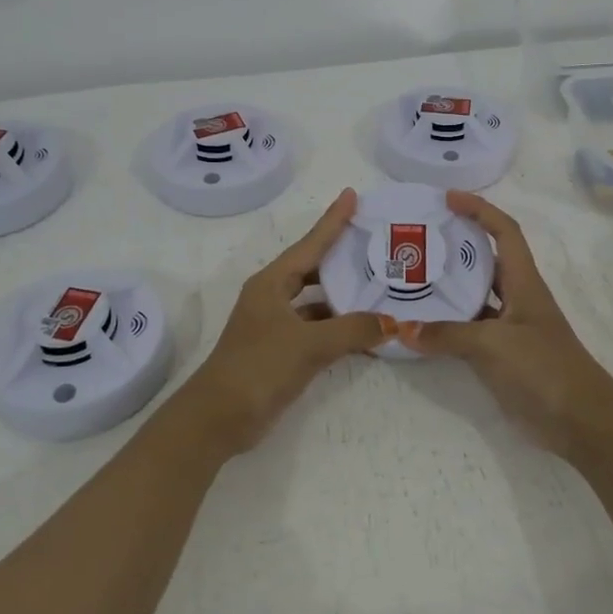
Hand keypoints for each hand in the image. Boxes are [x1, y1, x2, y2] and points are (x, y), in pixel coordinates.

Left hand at [182, 189, 393, 451]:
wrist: (219, 418)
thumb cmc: (259, 367)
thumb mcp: (309, 345)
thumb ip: (353, 330)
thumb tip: (393, 323)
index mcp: (271, 283)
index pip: (310, 244)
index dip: (332, 220)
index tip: (351, 195)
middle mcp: (272, 297)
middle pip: (312, 268)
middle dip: (341, 256)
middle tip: (375, 242)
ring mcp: (274, 325)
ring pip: (315, 301)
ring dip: (343, 296)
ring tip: (379, 285)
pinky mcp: (280, 350)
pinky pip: (316, 328)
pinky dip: (337, 327)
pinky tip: (364, 330)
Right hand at [398, 191, 612, 458]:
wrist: (581, 422)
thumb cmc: (546, 369)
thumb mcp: (495, 346)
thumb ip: (448, 335)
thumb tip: (403, 330)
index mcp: (524, 282)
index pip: (504, 232)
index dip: (479, 209)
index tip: (448, 199)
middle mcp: (517, 298)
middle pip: (485, 260)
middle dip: (455, 245)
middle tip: (415, 240)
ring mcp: (509, 328)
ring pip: (474, 296)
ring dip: (446, 287)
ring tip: (407, 278)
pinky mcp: (502, 356)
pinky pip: (468, 330)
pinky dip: (446, 326)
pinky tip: (419, 327)